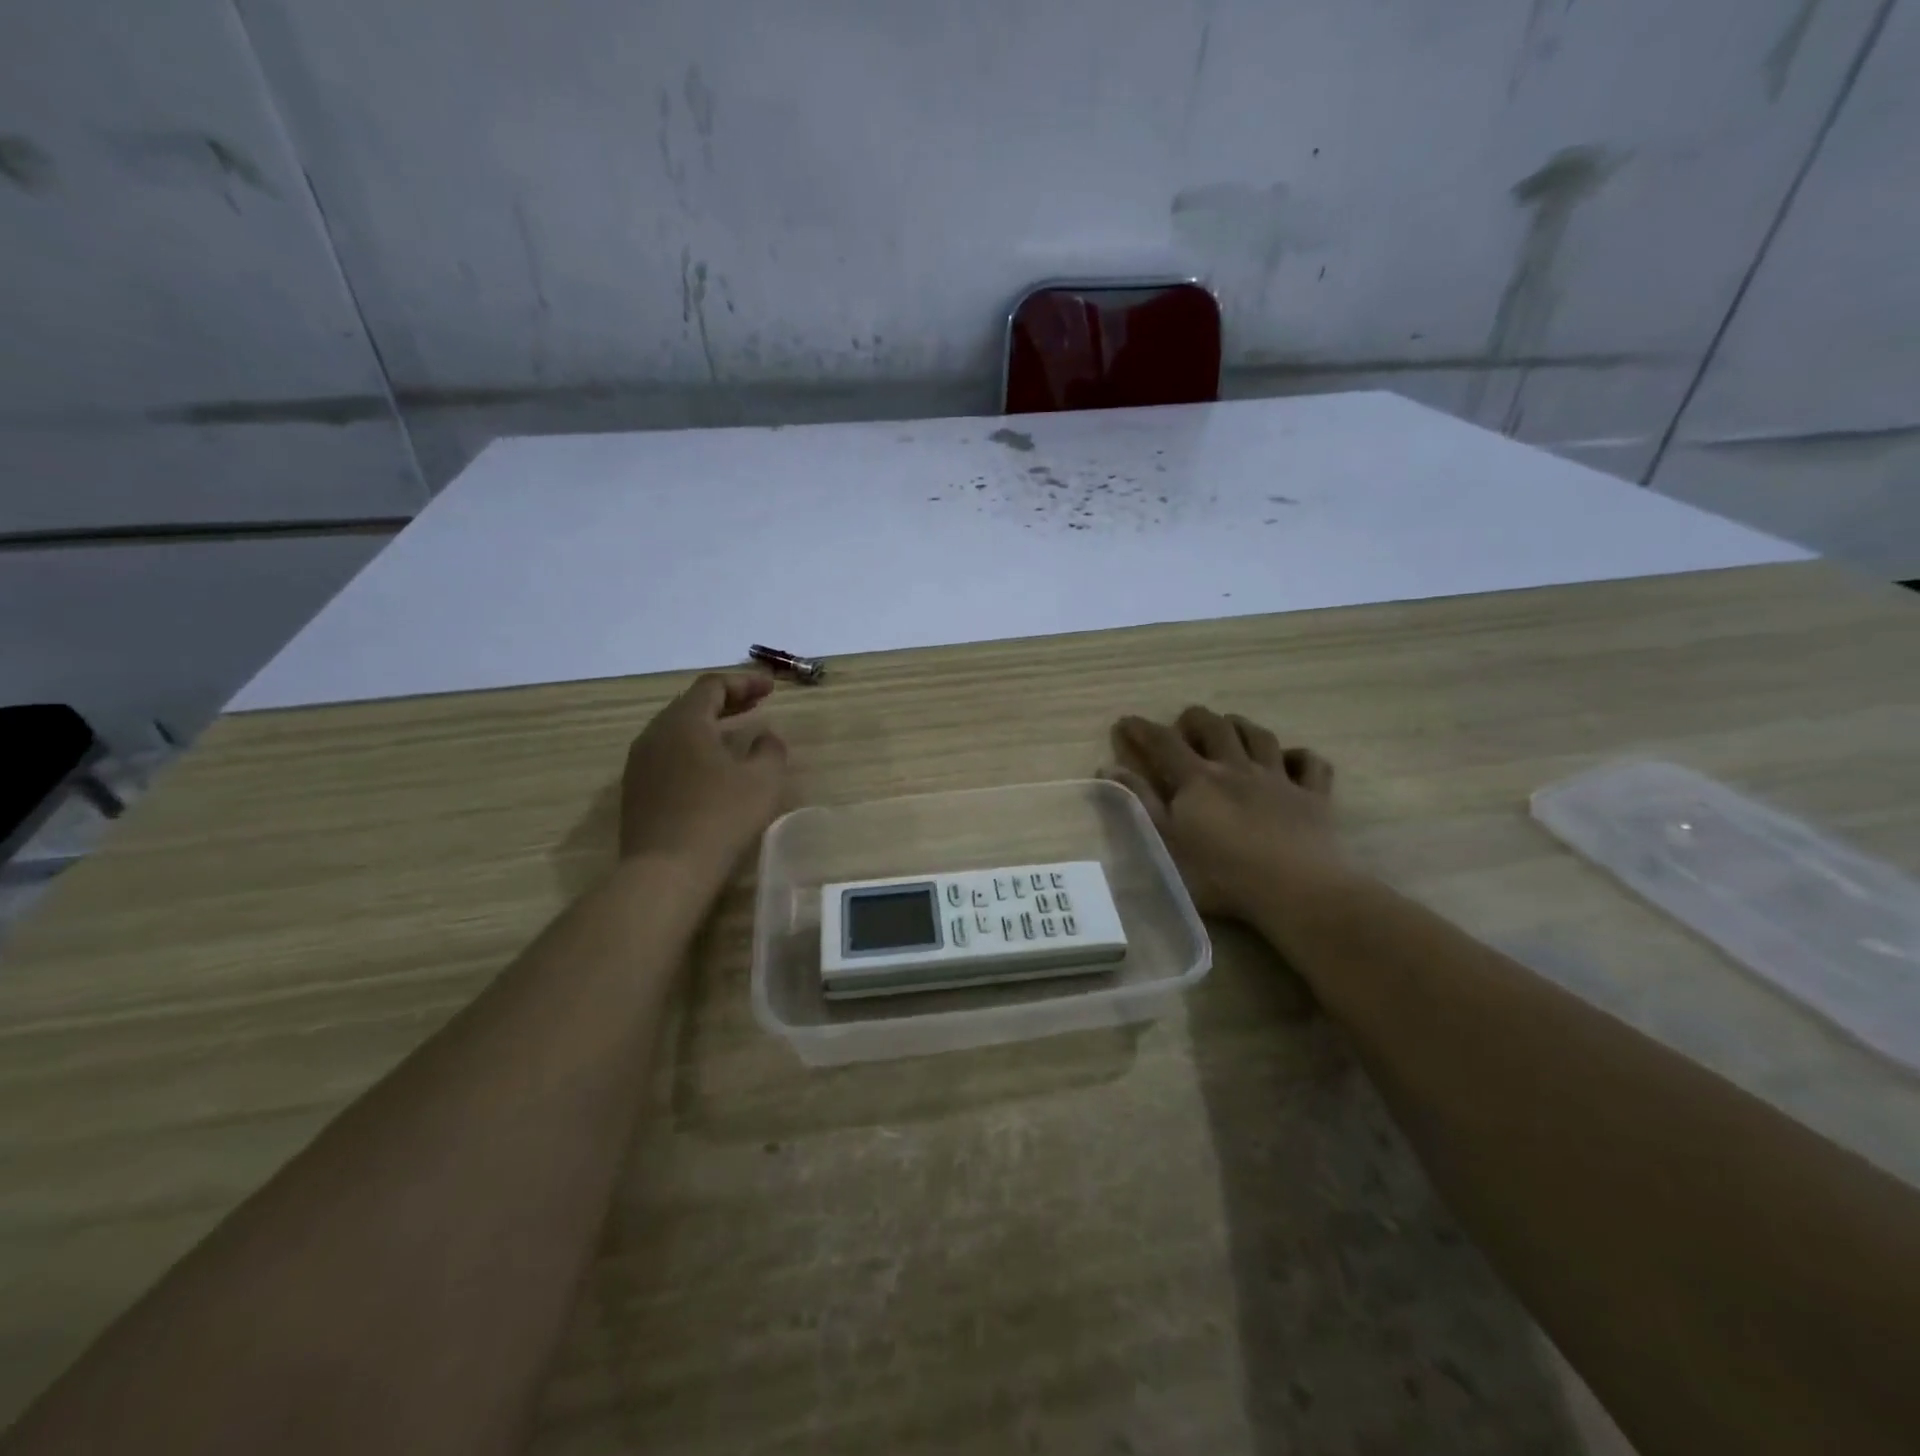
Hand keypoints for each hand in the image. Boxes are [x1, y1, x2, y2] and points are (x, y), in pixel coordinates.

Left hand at [619, 672, 787, 877]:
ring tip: (736, 732)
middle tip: (756, 703)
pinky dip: (694, 747)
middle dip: (727, 700)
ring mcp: (640, 763)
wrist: (666, 871)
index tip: (771, 688)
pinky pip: (668, 754)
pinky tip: (712, 766)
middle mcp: (655, 734)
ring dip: (709, 725)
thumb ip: (771, 750)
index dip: (744, 682)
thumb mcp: (763, 781)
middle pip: (691, 704)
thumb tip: (766, 737)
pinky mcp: (636, 790)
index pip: (713, 686)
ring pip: (677, 730)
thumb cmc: (720, 817)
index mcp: (684, 722)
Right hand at [1102, 706, 1345, 921]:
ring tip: (1230, 728)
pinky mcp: (1314, 796)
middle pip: (1214, 727)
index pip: (1164, 742)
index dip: (1142, 729)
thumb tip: (1109, 768)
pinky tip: (1291, 760)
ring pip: (1260, 736)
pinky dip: (1299, 756)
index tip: (1126, 722)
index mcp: (1198, 780)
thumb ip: (1140, 803)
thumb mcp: (1166, 843)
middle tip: (1183, 726)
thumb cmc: (1221, 875)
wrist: (1296, 889)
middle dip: (1194, 719)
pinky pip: (1311, 763)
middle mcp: (1237, 768)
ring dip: (1241, 726)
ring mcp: (1278, 779)